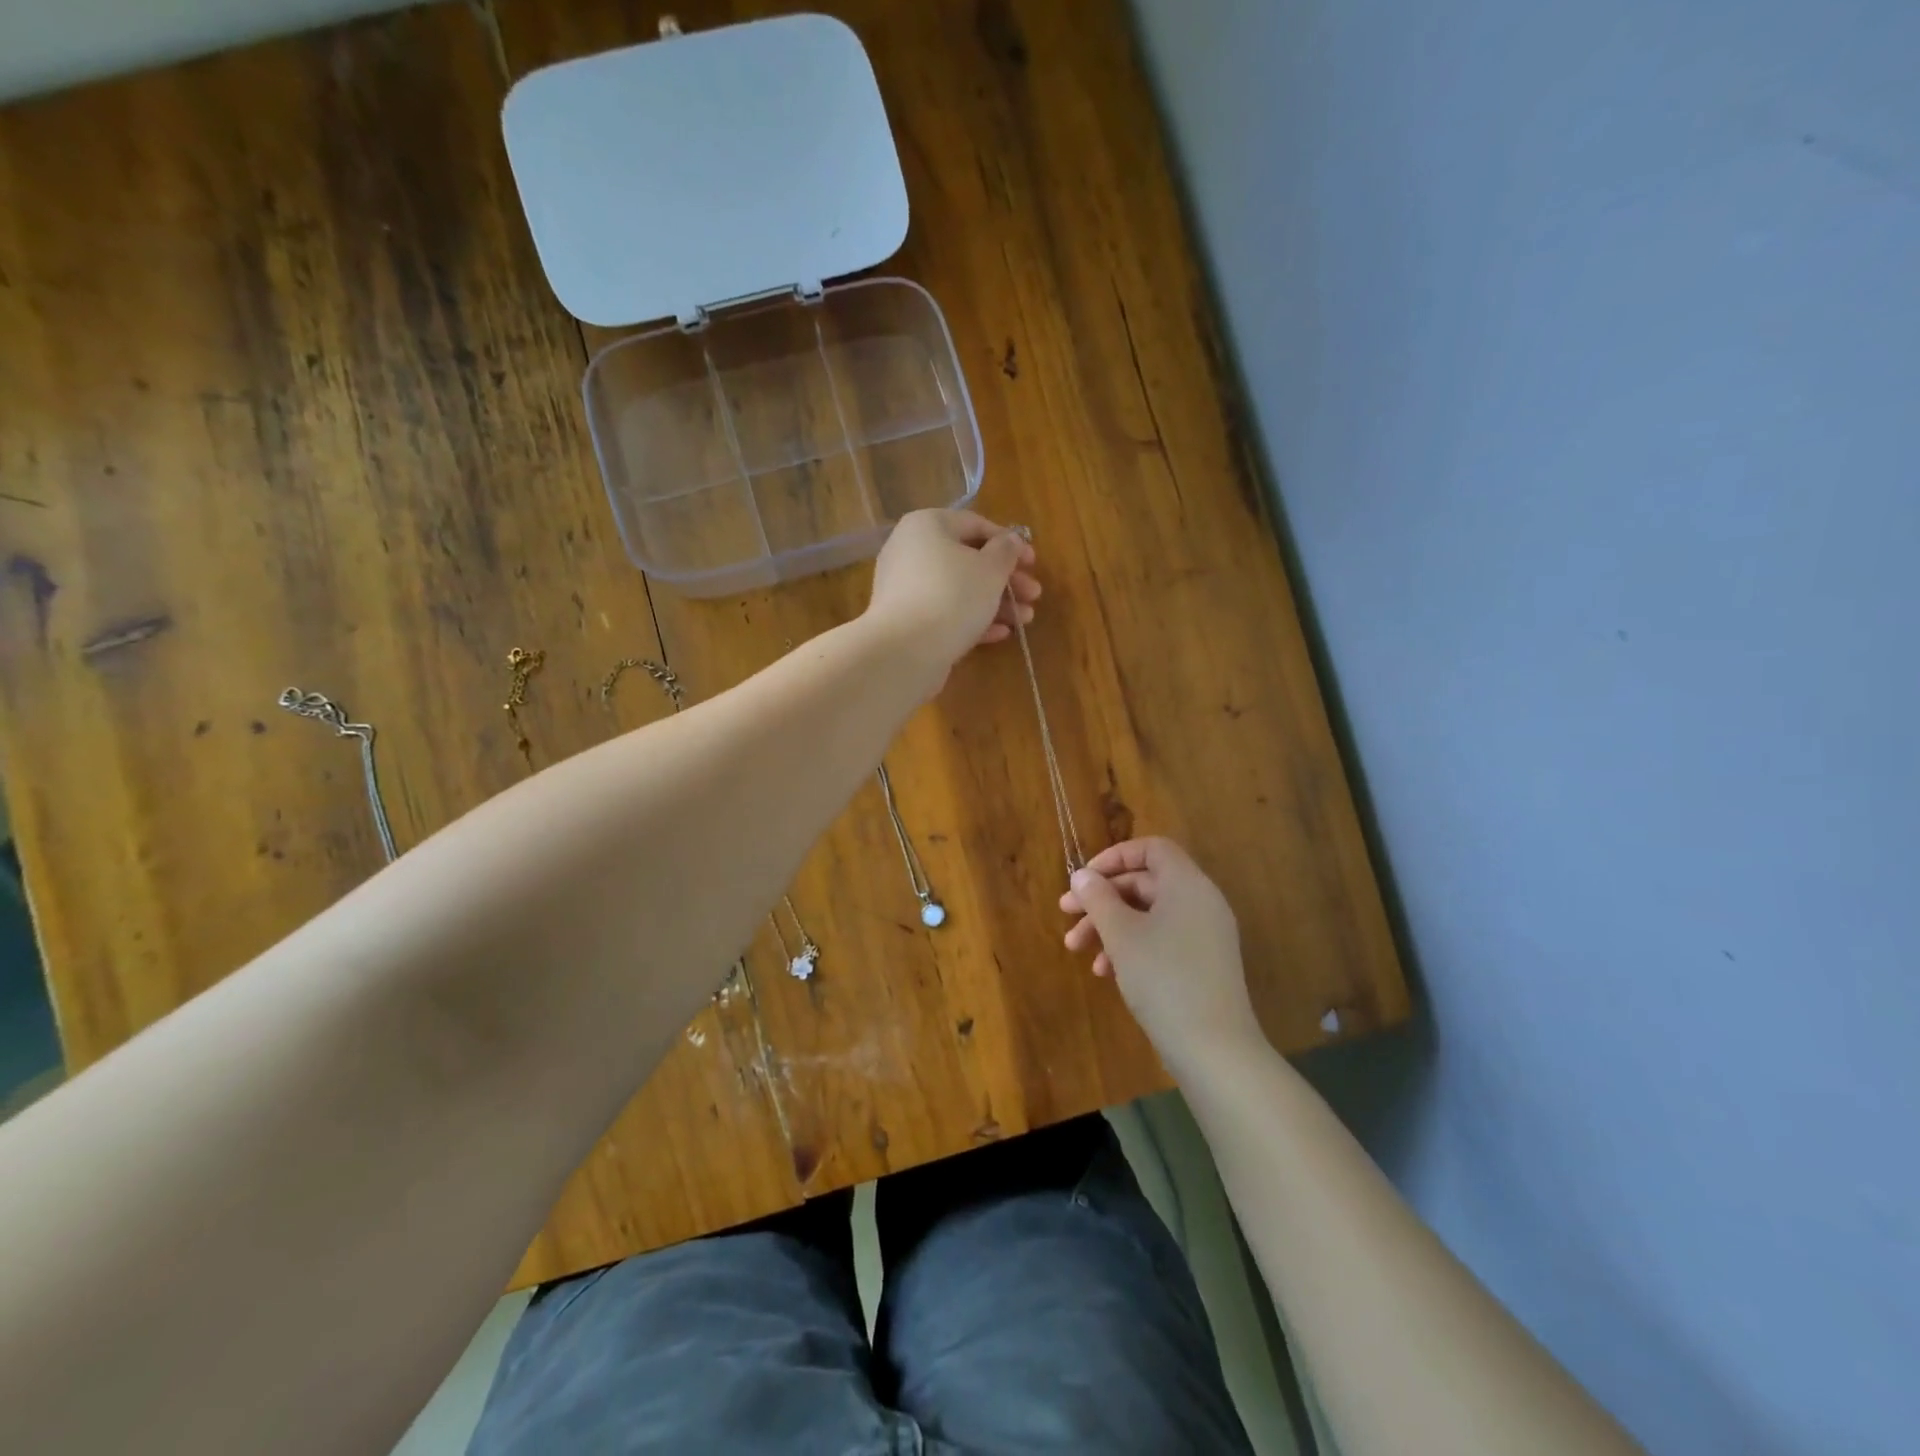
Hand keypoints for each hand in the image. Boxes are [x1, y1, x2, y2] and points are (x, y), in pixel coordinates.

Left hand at [866, 510, 1039, 677]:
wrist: (906, 651)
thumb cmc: (953, 596)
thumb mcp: (990, 569)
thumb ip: (1006, 551)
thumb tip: (1011, 540)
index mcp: (927, 525)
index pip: (974, 524)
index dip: (1008, 542)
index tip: (1032, 562)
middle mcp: (910, 551)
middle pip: (967, 560)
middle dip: (1005, 579)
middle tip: (1033, 594)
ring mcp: (905, 588)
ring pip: (958, 589)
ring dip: (995, 603)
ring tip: (1025, 619)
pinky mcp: (907, 621)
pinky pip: (944, 613)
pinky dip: (972, 620)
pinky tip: (1000, 634)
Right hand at [1059, 838, 1263, 1073]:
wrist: (1214, 1048)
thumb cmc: (1163, 978)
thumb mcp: (1121, 934)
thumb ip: (1098, 898)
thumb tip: (1082, 876)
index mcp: (1187, 884)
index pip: (1151, 849)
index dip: (1114, 857)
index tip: (1084, 879)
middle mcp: (1201, 902)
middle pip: (1145, 883)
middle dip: (1102, 898)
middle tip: (1066, 915)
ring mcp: (1204, 935)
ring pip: (1149, 915)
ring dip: (1110, 926)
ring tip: (1077, 950)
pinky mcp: (1203, 964)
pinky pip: (1162, 939)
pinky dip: (1132, 947)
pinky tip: (1106, 972)